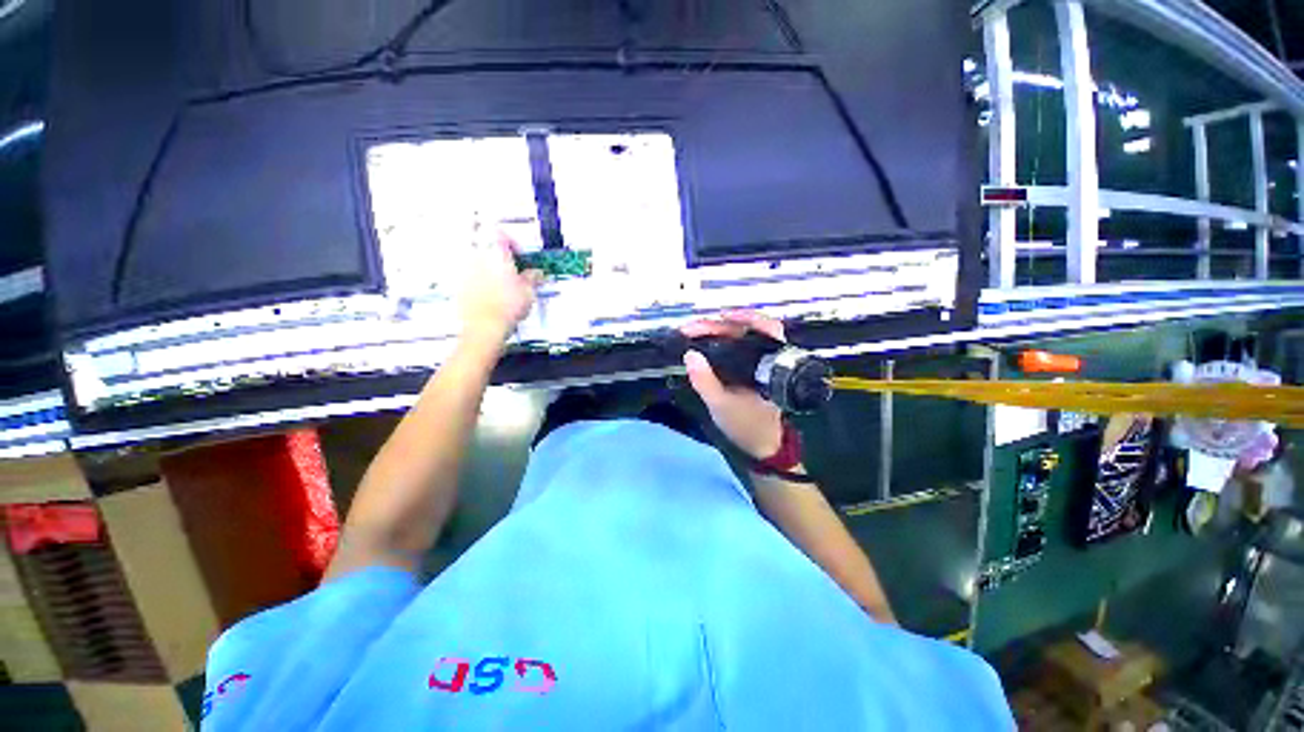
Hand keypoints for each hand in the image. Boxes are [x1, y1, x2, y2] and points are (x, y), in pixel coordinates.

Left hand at [460, 232, 543, 342]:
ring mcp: (465, 270)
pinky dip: (480, 281)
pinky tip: (491, 295)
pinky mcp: (459, 284)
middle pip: (489, 247)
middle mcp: (477, 256)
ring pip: (479, 261)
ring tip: (503, 286)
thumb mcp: (528, 291)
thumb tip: (537, 273)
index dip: (513, 244)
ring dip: (490, 269)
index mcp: (496, 253)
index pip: (502, 235)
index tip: (520, 257)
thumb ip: (533, 278)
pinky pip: (471, 276)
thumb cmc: (508, 305)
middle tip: (514, 272)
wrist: (484, 326)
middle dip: (501, 258)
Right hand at [680, 311, 784, 460]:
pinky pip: (737, 345)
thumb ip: (705, 381)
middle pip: (747, 328)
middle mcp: (767, 357)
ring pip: (741, 335)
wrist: (761, 444)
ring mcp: (759, 361)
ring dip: (718, 330)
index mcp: (769, 364)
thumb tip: (690, 354)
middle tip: (691, 328)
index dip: (744, 316)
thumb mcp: (721, 405)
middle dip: (718, 325)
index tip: (719, 316)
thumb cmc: (746, 425)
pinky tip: (705, 340)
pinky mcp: (750, 367)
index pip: (765, 328)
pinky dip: (720, 340)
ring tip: (694, 330)